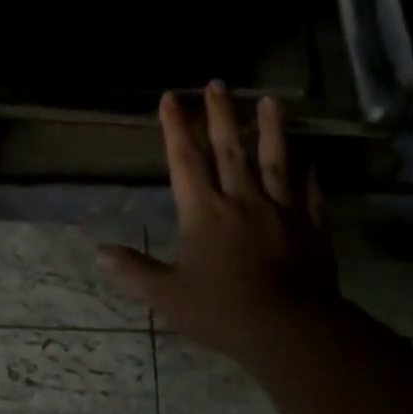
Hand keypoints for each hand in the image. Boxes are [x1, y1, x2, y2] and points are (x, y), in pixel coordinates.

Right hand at [99, 83, 343, 367]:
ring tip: (271, 99)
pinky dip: (310, 178)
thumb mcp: (167, 296)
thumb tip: (99, 252)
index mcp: (204, 213)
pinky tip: (313, 162)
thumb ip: (134, 271)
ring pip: (274, 162)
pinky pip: (310, 196)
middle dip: (220, 115)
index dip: (176, 128)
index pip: (185, 161)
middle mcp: (242, 201)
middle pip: (229, 150)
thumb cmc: (222, 311)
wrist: (290, 330)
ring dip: (271, 129)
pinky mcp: (311, 229)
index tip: (171, 97)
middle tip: (217, 83)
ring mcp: (281, 211)